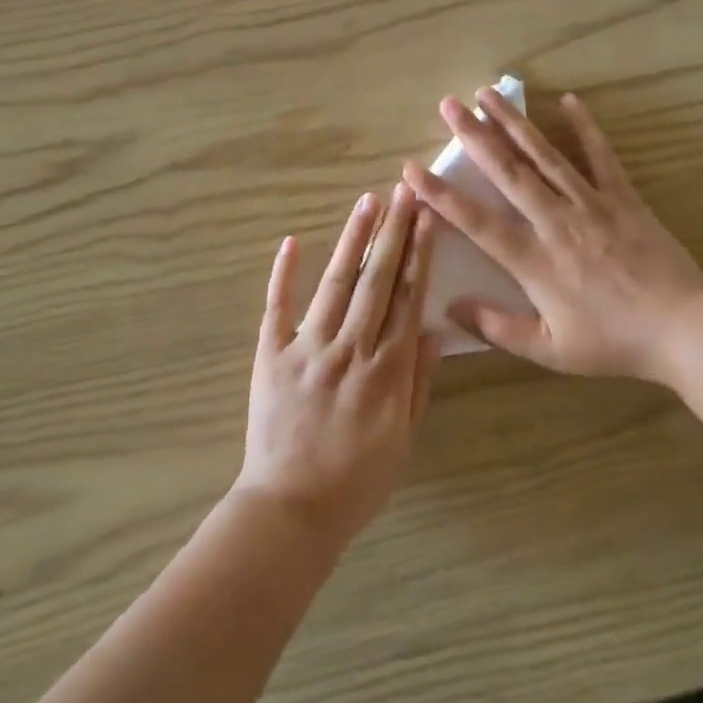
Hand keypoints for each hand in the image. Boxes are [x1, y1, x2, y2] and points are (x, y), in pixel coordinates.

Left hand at [236, 185, 439, 546]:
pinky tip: (292, 241)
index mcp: (387, 369)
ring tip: (366, 203)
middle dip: (392, 233)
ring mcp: (307, 348)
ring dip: (352, 240)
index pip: (408, 298)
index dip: (419, 255)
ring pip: (335, 283)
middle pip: (376, 280)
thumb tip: (432, 330)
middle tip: (402, 192)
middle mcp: (350, 348)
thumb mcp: (404, 439)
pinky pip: (277, 308)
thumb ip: (418, 382)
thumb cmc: (356, 480)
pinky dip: (283, 273)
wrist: (292, 510)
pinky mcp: (270, 355)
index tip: (427, 219)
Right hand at [403, 88, 702, 384]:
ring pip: (546, 156)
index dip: (442, 195)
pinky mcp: (623, 198)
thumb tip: (449, 308)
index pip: (478, 223)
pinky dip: (585, 128)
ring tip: (489, 93)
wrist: (685, 330)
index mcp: (535, 262)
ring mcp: (592, 205)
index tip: (412, 170)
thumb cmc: (614, 343)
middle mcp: (557, 223)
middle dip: (475, 137)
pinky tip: (569, 101)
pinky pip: (601, 157)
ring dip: (515, 123)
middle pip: (509, 173)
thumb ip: (498, 328)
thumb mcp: (551, 351)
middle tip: (449, 105)